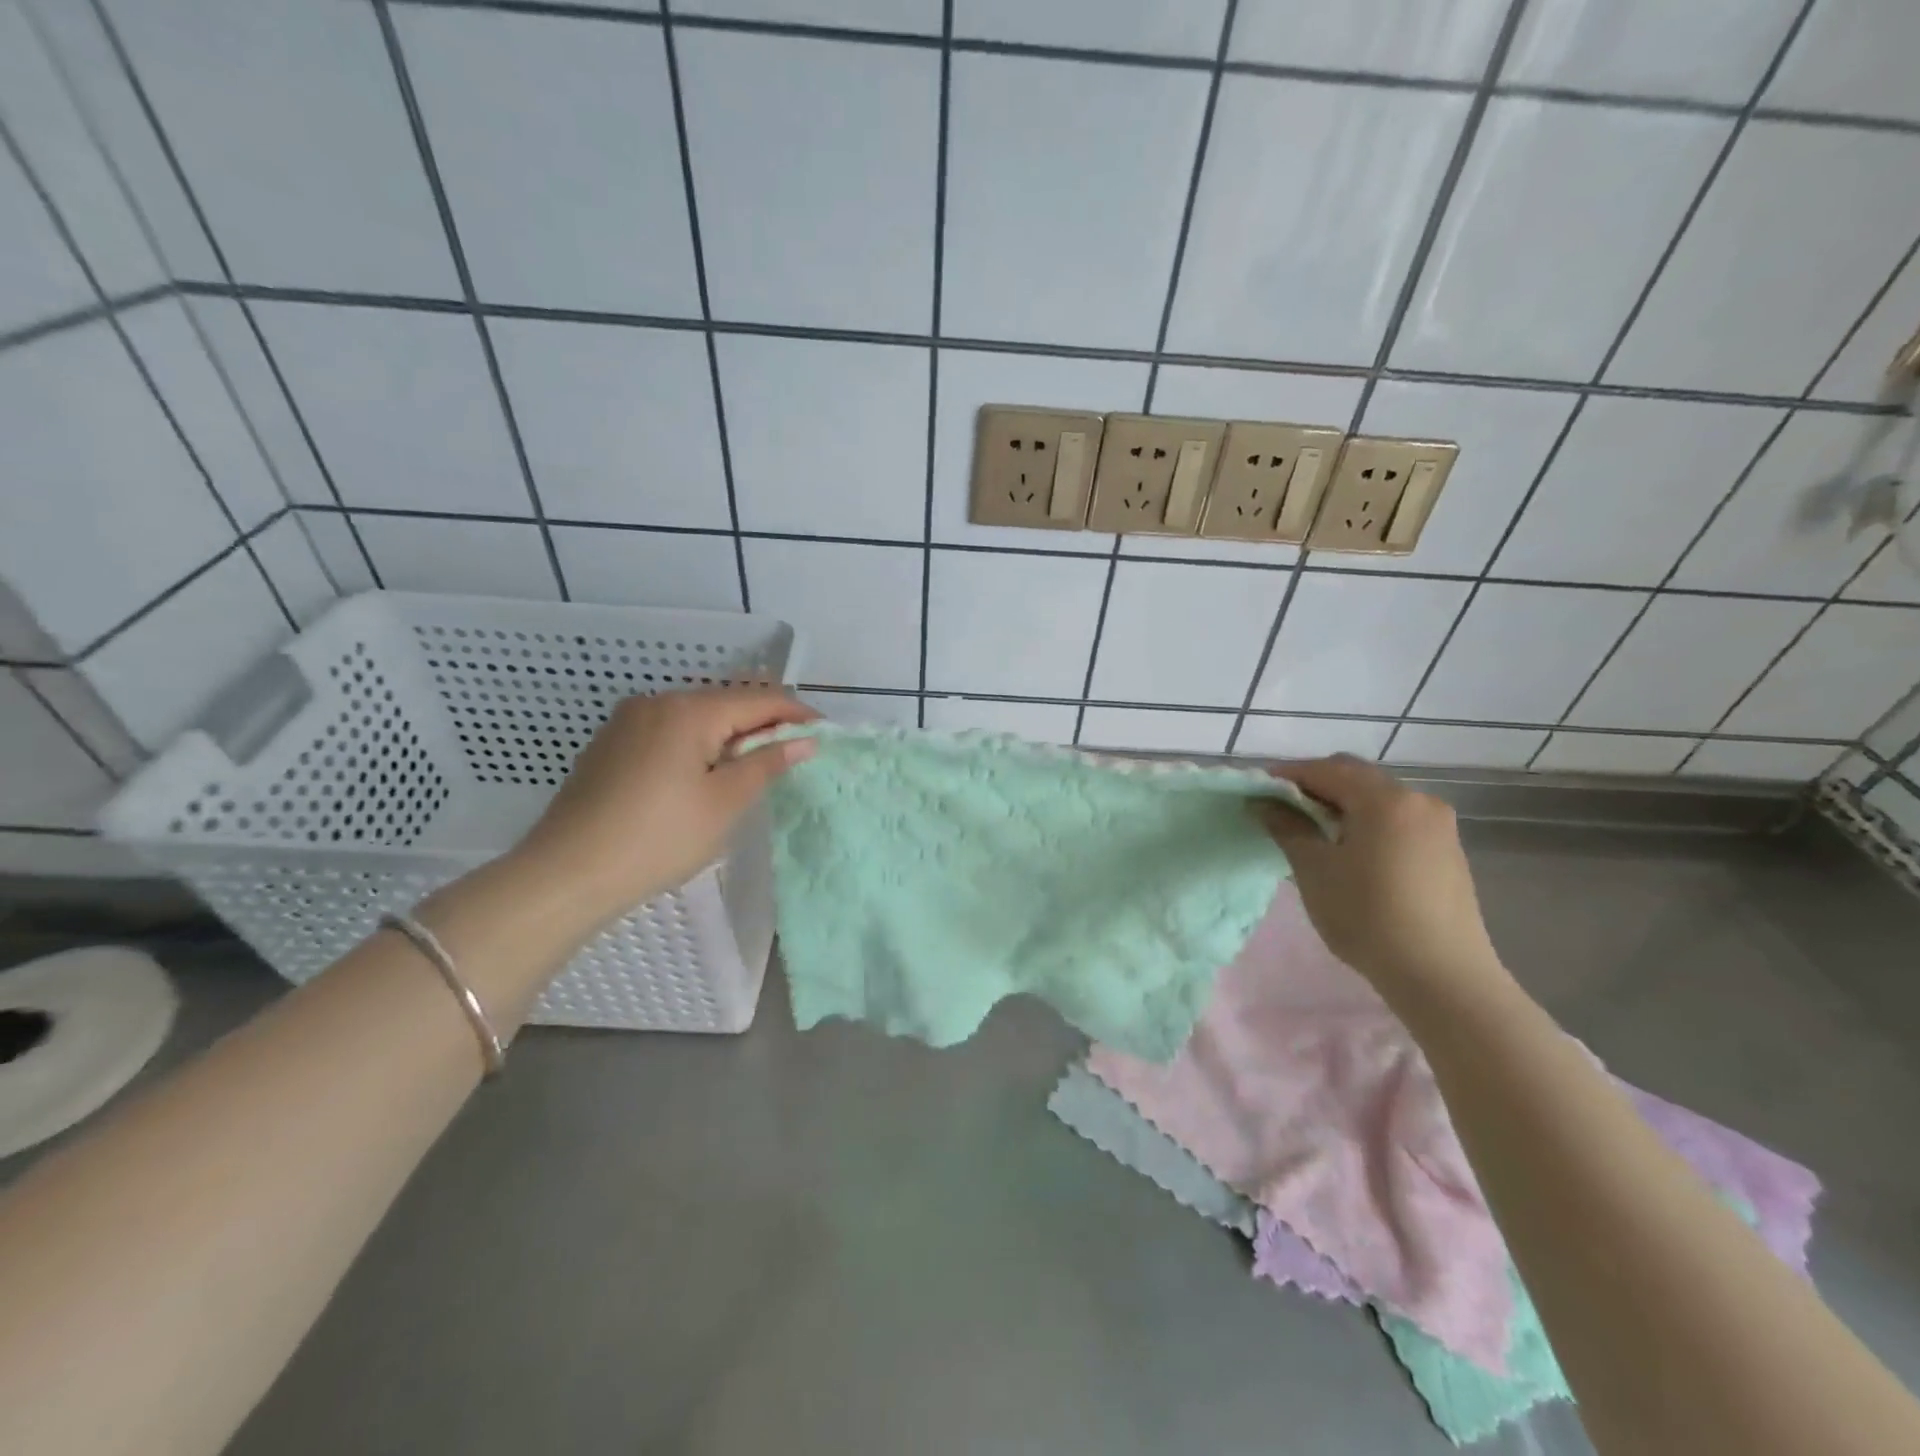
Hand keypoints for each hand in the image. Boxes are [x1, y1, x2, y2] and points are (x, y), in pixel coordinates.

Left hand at [509, 687, 816, 928]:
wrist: (565, 875)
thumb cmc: (657, 838)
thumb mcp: (723, 802)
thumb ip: (766, 763)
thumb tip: (804, 739)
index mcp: (688, 710)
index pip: (758, 699)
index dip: (796, 713)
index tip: (824, 734)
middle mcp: (656, 702)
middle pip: (726, 702)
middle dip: (764, 723)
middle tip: (794, 752)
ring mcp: (627, 721)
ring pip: (696, 716)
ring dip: (731, 734)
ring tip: (755, 766)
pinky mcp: (611, 744)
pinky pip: (669, 731)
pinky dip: (698, 744)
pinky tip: (705, 773)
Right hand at [1253, 755, 1505, 994]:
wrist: (1442, 976)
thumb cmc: (1367, 917)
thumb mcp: (1314, 870)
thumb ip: (1287, 827)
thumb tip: (1264, 802)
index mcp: (1384, 799)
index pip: (1325, 770)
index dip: (1286, 776)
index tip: (1257, 791)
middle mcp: (1418, 800)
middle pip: (1356, 777)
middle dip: (1315, 787)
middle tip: (1281, 811)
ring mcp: (1439, 826)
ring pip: (1378, 799)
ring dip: (1342, 805)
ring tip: (1313, 833)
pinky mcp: (1447, 851)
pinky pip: (1397, 821)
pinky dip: (1367, 823)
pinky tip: (1350, 853)